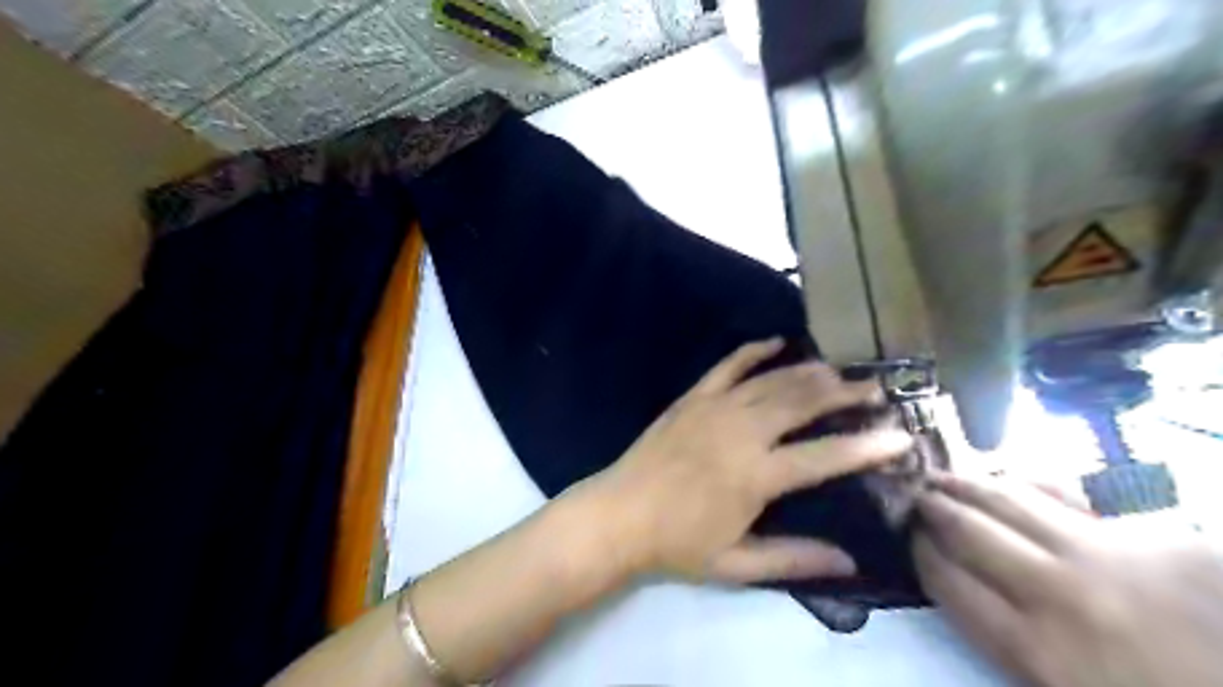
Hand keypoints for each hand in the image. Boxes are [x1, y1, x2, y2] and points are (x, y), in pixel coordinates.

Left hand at [586, 339, 910, 585]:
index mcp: (754, 476)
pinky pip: (728, 365)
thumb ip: (793, 560)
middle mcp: (740, 432)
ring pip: (772, 380)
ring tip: (840, 368)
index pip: (823, 457)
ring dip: (809, 371)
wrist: (619, 515)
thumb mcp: (736, 564)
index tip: (900, 437)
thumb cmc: (677, 544)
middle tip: (875, 387)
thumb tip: (850, 563)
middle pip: (801, 402)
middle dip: (844, 392)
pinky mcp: (692, 398)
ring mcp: (714, 408)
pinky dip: (753, 351)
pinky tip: (777, 342)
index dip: (866, 446)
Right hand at [912, 472, 1222, 685]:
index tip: (908, 535)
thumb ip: (1006, 637)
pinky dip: (1031, 483)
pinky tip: (1012, 478)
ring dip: (967, 485)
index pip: (948, 581)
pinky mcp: (1156, 538)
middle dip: (932, 508)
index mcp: (1036, 649)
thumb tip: (955, 578)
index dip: (920, 551)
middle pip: (969, 532)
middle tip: (912, 493)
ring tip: (943, 476)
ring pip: (1012, 502)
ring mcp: (1109, 558)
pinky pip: (1070, 497)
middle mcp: (1059, 594)